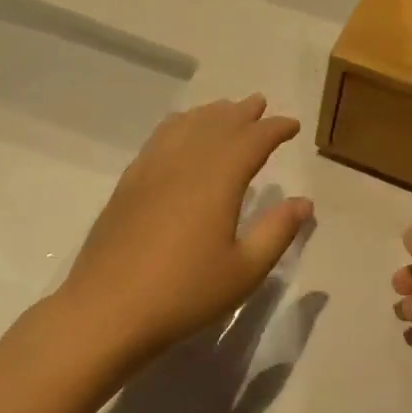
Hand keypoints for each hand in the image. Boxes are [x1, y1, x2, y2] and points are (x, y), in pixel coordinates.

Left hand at [58, 96, 312, 362]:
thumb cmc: (185, 293)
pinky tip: (177, 136)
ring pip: (183, 127)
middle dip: (240, 112)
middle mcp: (183, 163)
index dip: (274, 129)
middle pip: (215, 124)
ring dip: (207, 114)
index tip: (291, 124)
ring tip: (222, 111)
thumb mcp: (244, 270)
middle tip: (259, 104)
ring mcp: (149, 171)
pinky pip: (157, 141)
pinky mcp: (127, 186)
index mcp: (217, 179)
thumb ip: (276, 232)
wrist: (108, 309)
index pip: (251, 140)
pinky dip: (176, 128)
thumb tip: (303, 202)